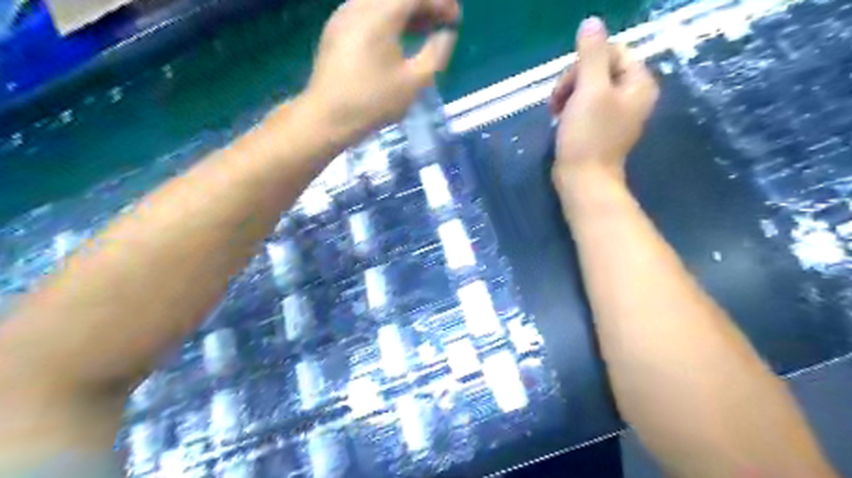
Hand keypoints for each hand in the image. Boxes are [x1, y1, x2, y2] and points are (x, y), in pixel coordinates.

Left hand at [301, 0, 454, 139]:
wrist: (327, 117)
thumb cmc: (374, 102)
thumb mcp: (414, 82)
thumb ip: (437, 52)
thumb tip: (446, 34)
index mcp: (380, 14)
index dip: (440, 4)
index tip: (455, 21)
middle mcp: (359, 5)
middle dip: (424, 5)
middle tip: (442, 24)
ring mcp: (343, 15)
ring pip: (381, 1)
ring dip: (406, 11)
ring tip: (424, 30)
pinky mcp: (335, 29)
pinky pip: (367, 11)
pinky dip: (388, 17)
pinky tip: (398, 38)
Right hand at [549, 17, 661, 189]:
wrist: (583, 180)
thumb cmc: (588, 136)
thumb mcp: (589, 90)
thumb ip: (591, 54)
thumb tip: (592, 22)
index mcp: (639, 84)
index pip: (612, 52)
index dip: (585, 64)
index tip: (569, 86)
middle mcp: (632, 96)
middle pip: (599, 69)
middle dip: (574, 81)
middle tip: (557, 102)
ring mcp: (617, 113)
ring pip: (589, 87)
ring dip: (569, 94)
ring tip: (557, 113)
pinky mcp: (601, 127)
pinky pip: (586, 105)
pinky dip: (571, 108)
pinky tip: (561, 121)